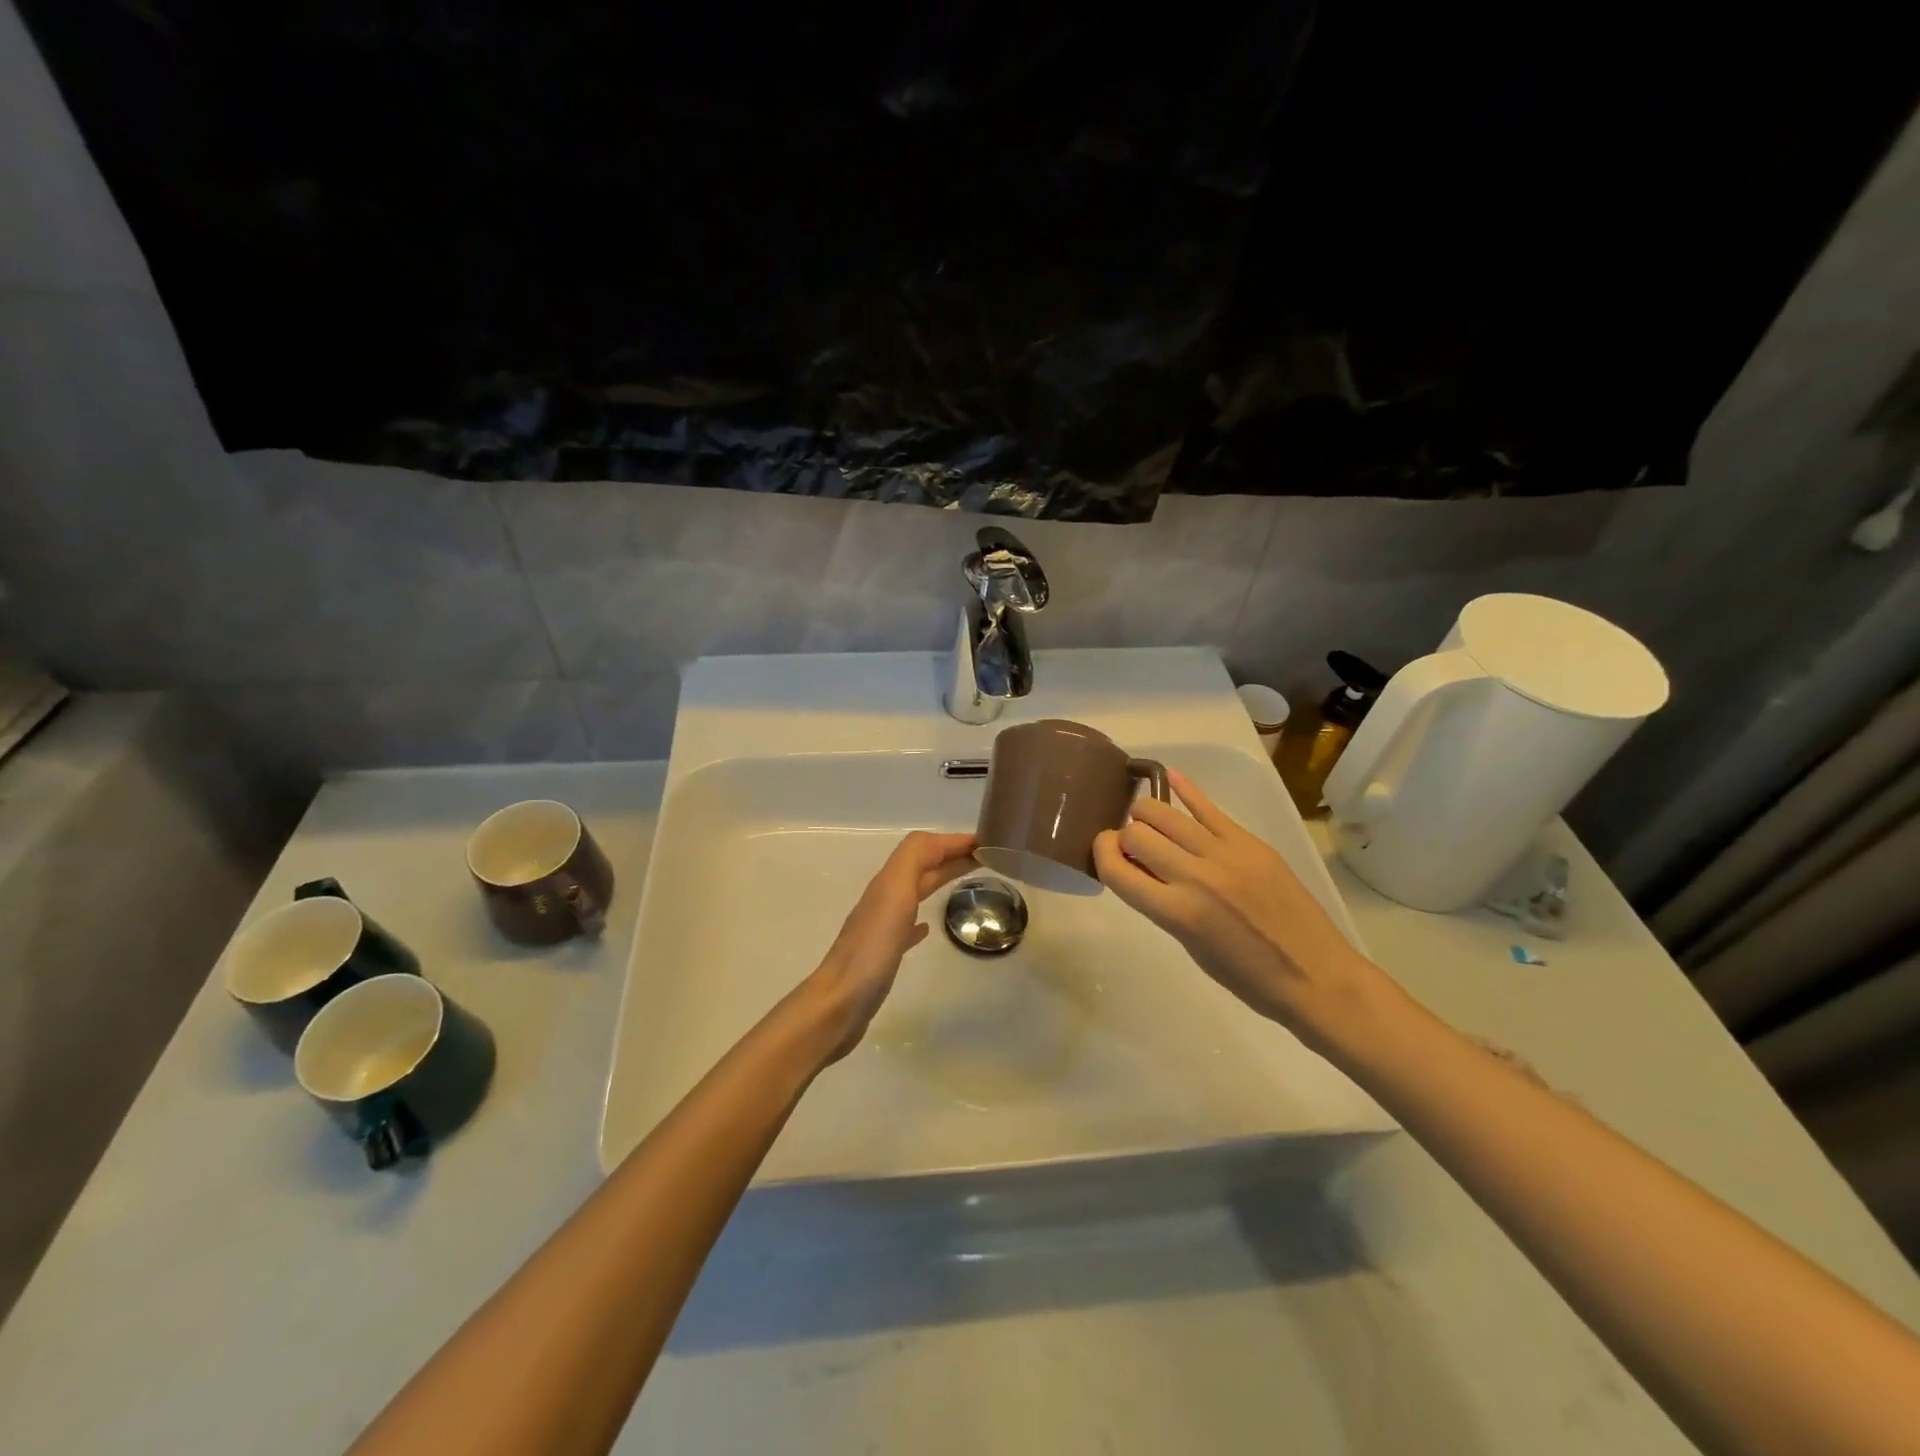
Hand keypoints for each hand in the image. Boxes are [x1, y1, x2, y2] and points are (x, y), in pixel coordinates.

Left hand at [803, 830, 977, 1062]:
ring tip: (968, 880)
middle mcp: (885, 899)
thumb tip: (940, 841)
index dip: (952, 841)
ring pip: (915, 892)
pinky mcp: (883, 953)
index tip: (986, 842)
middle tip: (987, 858)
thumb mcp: (895, 892)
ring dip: (940, 879)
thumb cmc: (873, 948)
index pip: (923, 847)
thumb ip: (913, 859)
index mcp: (889, 882)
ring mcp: (882, 927)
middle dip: (951, 856)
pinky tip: (928, 927)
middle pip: (921, 867)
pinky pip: (906, 926)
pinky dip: (921, 918)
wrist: (840, 1003)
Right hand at [1092, 768, 1386, 1049]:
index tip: (1104, 852)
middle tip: (1133, 847)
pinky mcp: (1250, 842)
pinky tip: (1170, 777)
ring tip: (1150, 823)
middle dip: (1125, 836)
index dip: (1101, 853)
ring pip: (1164, 812)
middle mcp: (1195, 876)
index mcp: (1176, 913)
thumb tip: (1137, 868)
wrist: (1317, 977)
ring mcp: (1225, 854)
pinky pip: (1209, 807)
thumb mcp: (1190, 946)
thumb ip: (1160, 903)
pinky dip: (1185, 790)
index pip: (1116, 868)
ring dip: (1147, 814)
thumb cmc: (1248, 979)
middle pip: (1137, 832)